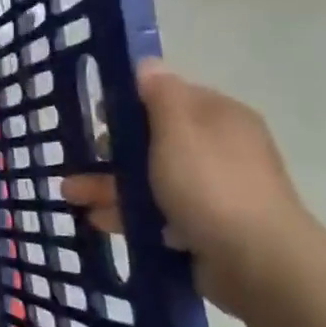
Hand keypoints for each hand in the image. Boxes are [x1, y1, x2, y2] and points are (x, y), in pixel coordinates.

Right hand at [64, 61, 317, 313]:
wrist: (255, 262)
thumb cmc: (210, 185)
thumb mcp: (177, 129)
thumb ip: (159, 95)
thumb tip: (148, 64)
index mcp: (219, 118)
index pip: (170, 97)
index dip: (131, 101)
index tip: (96, 114)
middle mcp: (219, 149)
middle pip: (154, 141)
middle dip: (111, 151)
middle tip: (76, 159)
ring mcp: (213, 191)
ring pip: (150, 179)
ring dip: (109, 185)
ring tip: (69, 195)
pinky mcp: (204, 227)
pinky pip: (157, 212)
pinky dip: (128, 214)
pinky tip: (98, 220)